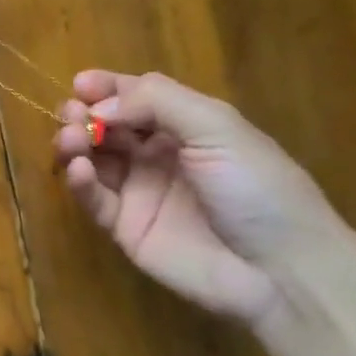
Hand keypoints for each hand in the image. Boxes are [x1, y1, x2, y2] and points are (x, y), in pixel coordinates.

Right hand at [53, 72, 341, 326]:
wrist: (282, 272)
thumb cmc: (257, 188)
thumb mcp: (217, 128)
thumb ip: (156, 102)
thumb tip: (99, 106)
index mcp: (186, 126)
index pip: (136, 96)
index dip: (106, 87)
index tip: (80, 83)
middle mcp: (158, 154)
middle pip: (107, 125)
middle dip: (84, 114)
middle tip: (73, 115)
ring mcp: (140, 191)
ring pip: (93, 158)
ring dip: (75, 143)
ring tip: (72, 140)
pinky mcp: (126, 229)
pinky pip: (94, 199)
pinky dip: (79, 181)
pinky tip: (81, 171)